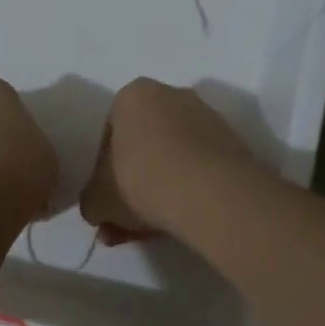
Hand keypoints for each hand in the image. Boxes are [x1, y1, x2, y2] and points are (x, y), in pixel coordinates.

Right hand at [80, 79, 259, 242]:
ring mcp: (207, 117)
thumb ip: (91, 202)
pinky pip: (199, 167)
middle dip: (133, 185)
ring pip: (173, 158)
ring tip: (153, 229)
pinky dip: (188, 190)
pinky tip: (180, 218)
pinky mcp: (233, 143)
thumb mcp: (98, 200)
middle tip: (126, 221)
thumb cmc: (142, 182)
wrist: (210, 193)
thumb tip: (98, 209)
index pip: (109, 134)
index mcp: (134, 95)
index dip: (104, 172)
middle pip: (144, 146)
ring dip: (160, 190)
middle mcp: (172, 95)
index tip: (108, 200)